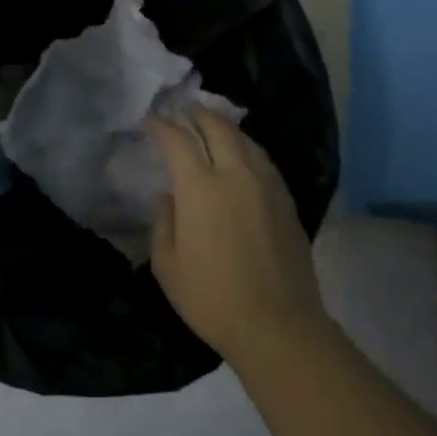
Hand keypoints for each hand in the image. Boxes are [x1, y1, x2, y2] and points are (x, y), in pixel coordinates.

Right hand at [146, 108, 328, 366]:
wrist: (278, 325)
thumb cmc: (211, 298)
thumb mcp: (167, 266)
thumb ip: (163, 222)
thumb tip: (167, 195)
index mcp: (200, 188)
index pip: (178, 141)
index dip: (161, 126)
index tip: (150, 120)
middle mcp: (236, 174)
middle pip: (217, 128)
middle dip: (196, 114)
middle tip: (183, 110)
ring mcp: (266, 184)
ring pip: (245, 139)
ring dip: (224, 126)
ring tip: (211, 125)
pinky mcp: (286, 199)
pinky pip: (263, 159)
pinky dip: (246, 147)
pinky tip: (241, 155)